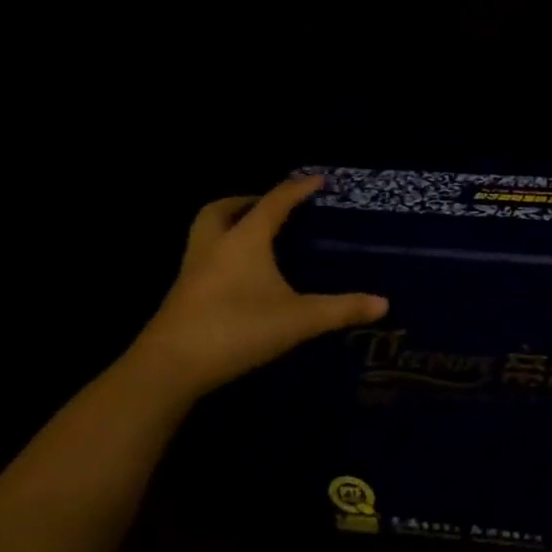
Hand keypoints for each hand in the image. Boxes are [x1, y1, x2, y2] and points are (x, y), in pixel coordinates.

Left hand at [129, 174, 388, 398]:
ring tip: (257, 237)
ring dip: (228, 226)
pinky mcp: (182, 297)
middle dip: (245, 201)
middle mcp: (214, 248)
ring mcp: (192, 272)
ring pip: (205, 234)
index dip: (297, 189)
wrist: (166, 370)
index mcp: (244, 241)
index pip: (274, 203)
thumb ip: (342, 309)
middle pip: (221, 210)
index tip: (318, 180)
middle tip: (271, 206)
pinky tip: (241, 276)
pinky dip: (222, 255)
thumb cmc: (236, 330)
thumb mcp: (299, 319)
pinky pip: (202, 260)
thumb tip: (384, 304)